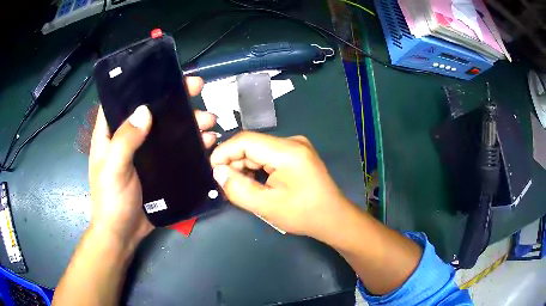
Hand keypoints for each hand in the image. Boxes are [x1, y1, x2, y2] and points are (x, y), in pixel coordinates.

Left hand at [89, 77, 214, 248]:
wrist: (123, 233)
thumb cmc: (111, 201)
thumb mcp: (113, 170)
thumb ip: (125, 141)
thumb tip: (145, 110)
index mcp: (111, 133)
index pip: (123, 99)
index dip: (141, 84)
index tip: (165, 75)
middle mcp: (129, 137)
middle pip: (152, 110)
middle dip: (175, 100)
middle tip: (198, 89)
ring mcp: (145, 153)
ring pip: (168, 129)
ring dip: (189, 122)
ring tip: (209, 121)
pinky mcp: (159, 167)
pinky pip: (177, 150)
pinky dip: (192, 144)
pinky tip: (208, 142)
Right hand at [210, 132, 353, 241]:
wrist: (333, 219)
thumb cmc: (304, 215)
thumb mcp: (267, 206)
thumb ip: (238, 188)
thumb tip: (218, 172)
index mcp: (287, 151)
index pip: (246, 140)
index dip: (224, 152)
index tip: (212, 171)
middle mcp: (292, 142)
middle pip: (252, 146)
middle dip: (234, 164)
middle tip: (224, 185)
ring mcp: (296, 148)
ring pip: (259, 152)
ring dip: (245, 168)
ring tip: (238, 188)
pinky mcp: (297, 155)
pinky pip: (269, 157)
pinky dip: (257, 169)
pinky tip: (253, 184)